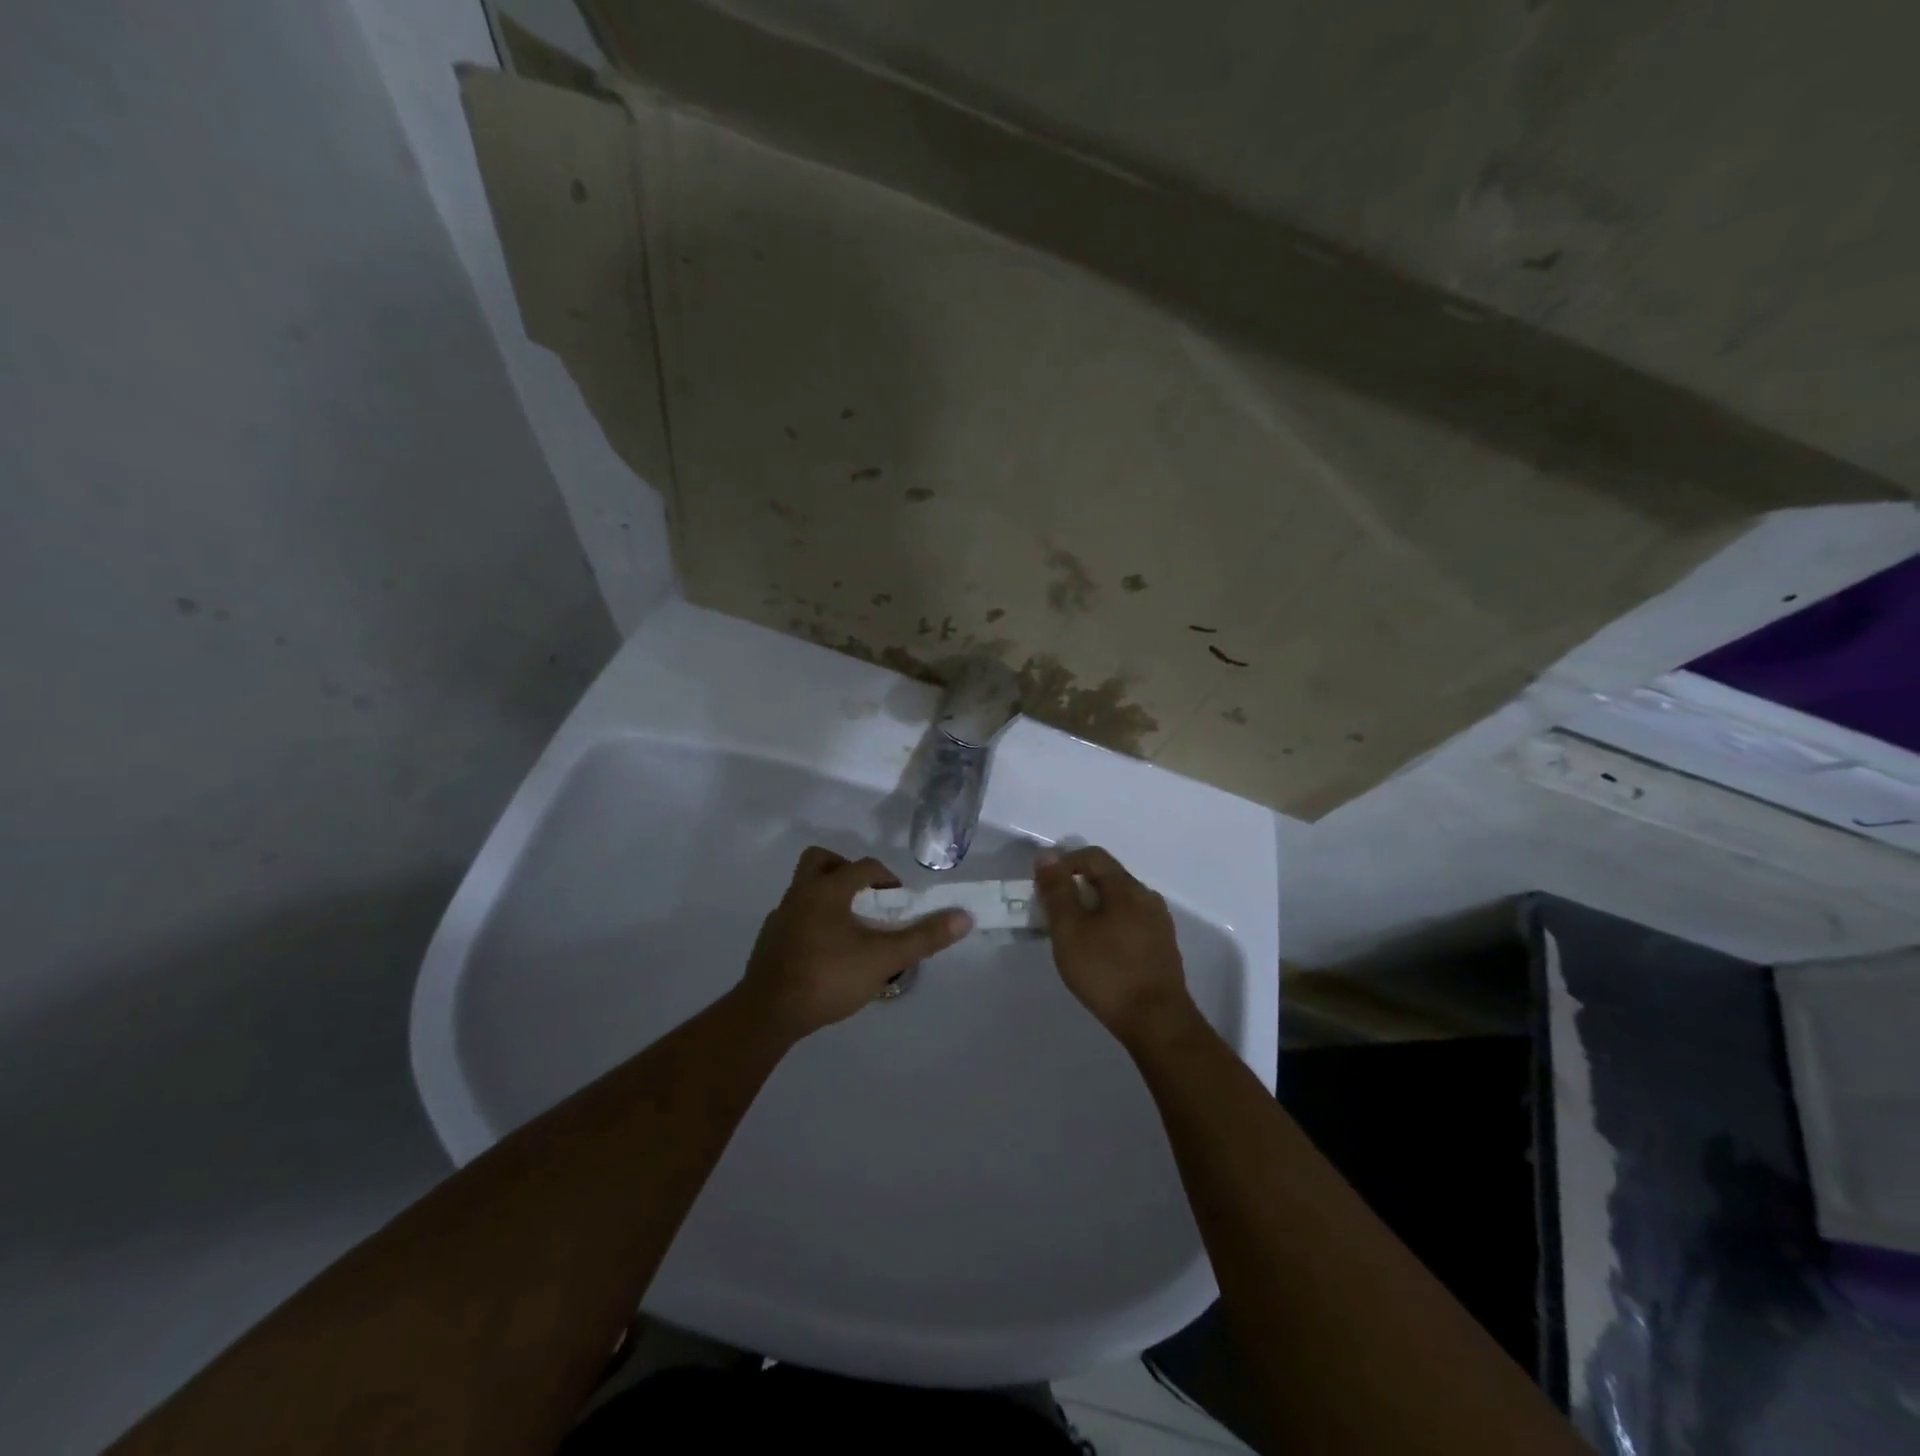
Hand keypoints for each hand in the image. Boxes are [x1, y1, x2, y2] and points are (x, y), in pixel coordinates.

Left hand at [739, 847, 972, 1038]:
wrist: (767, 1014)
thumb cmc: (828, 977)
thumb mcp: (883, 959)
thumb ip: (922, 937)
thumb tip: (963, 916)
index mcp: (826, 889)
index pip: (863, 866)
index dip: (888, 878)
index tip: (900, 903)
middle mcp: (800, 894)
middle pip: (821, 861)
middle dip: (846, 872)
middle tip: (866, 899)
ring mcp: (780, 917)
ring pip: (805, 890)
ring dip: (830, 899)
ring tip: (851, 930)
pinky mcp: (769, 941)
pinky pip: (796, 917)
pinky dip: (813, 924)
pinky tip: (826, 954)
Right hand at [1035, 846, 1199, 1048]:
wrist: (1157, 1022)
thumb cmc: (1107, 972)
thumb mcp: (1070, 930)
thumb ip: (1058, 891)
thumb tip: (1047, 855)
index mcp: (1127, 888)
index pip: (1093, 856)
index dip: (1064, 863)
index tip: (1045, 888)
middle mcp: (1148, 897)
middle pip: (1108, 878)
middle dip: (1078, 888)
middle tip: (1055, 914)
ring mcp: (1159, 923)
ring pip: (1120, 902)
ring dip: (1094, 908)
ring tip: (1075, 935)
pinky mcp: (1163, 947)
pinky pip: (1131, 922)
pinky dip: (1110, 925)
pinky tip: (1100, 952)